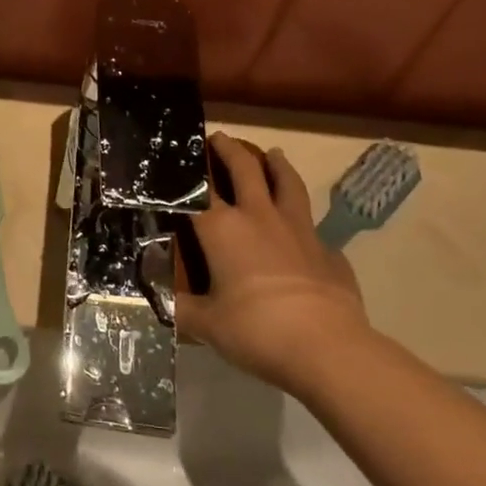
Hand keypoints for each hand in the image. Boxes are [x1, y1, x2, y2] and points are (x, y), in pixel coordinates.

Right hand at [179, 134, 371, 385]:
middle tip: (220, 137)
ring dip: (278, 166)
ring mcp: (299, 230)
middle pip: (244, 170)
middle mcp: (259, 217)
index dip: (184, 175)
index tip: (176, 160)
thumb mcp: (207, 324)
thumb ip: (180, 309)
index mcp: (222, 229)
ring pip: (288, 184)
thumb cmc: (257, 329)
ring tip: (274, 154)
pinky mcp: (329, 251)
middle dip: (229, 151)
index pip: (196, 191)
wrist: (327, 348)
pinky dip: (305, 225)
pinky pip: (314, 228)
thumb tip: (156, 302)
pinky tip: (305, 234)